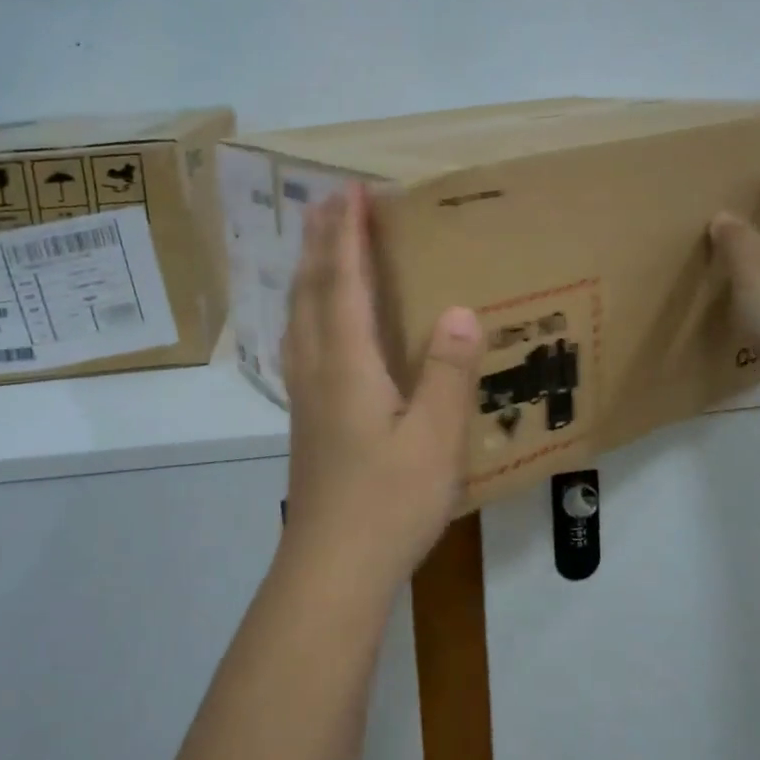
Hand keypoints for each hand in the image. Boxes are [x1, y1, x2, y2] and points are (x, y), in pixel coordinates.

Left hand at [280, 184, 482, 595]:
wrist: (331, 569)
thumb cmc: (388, 502)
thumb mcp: (434, 438)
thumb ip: (448, 371)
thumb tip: (460, 308)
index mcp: (348, 362)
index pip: (345, 281)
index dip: (347, 234)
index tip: (350, 190)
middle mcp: (317, 365)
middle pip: (311, 288)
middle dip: (320, 239)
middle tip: (328, 200)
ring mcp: (304, 391)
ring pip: (298, 312)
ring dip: (307, 268)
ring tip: (316, 242)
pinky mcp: (304, 414)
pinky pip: (299, 336)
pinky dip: (304, 305)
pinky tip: (312, 317)